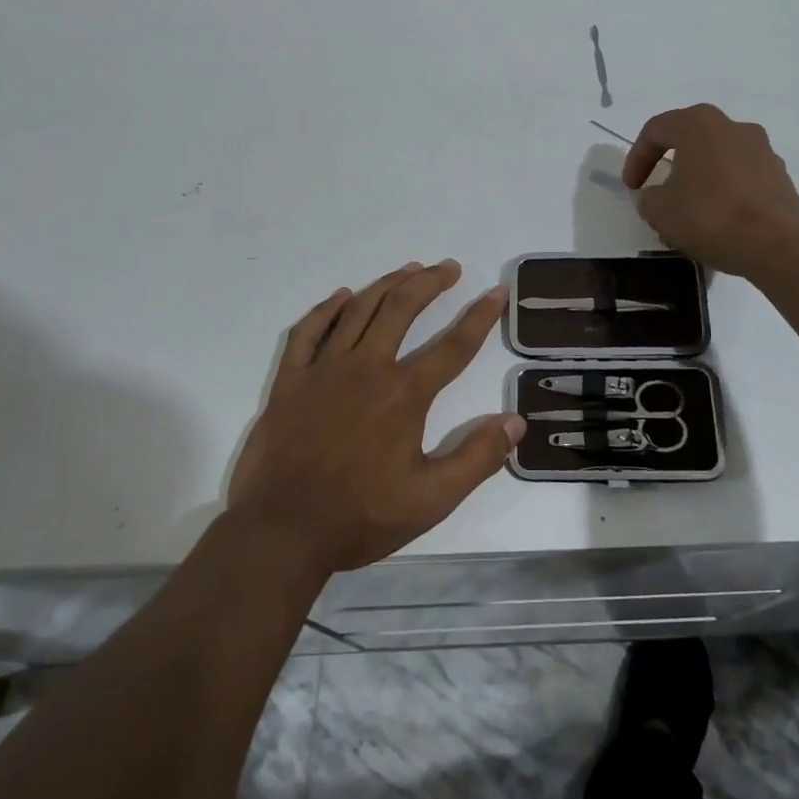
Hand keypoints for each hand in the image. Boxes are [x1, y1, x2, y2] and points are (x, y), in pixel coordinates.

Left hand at [226, 261, 521, 575]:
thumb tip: (515, 421)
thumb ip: (477, 458)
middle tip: (447, 267)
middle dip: (430, 283)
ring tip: (408, 270)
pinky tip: (342, 296)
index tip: (496, 291)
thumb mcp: (432, 499)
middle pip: (403, 310)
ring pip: (359, 311)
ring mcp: (324, 370)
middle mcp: (367, 369)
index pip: (453, 346)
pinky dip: (327, 309)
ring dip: (387, 285)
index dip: (480, 316)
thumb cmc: (360, 516)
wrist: (282, 530)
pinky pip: (308, 331)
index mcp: (404, 395)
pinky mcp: (291, 380)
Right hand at [622, 103, 798, 276]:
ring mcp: (761, 149)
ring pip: (716, 161)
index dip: (636, 159)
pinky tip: (717, 224)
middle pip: (689, 141)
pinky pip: (739, 179)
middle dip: (669, 168)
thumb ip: (647, 197)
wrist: (777, 243)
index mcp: (698, 123)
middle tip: (657, 195)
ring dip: (697, 182)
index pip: (655, 131)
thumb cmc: (710, 216)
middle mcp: (732, 126)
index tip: (631, 189)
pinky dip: (723, 194)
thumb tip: (654, 195)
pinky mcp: (779, 176)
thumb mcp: (659, 210)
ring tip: (688, 215)